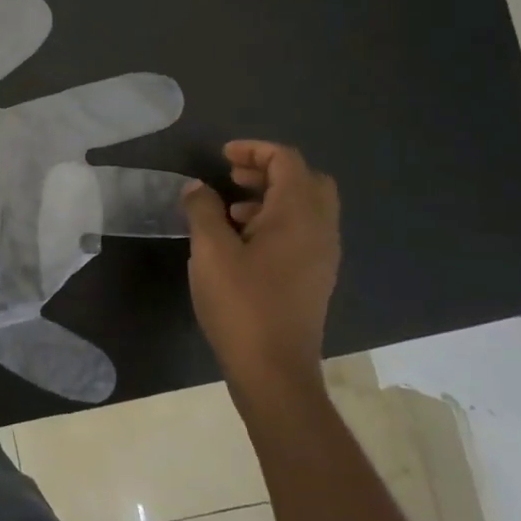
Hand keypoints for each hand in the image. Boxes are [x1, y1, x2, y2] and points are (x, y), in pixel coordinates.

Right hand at [182, 141, 340, 401]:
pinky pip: (303, 232)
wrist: (273, 370)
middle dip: (269, 170)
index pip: (287, 161)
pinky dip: (277, 221)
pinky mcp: (315, 277)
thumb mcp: (210, 251)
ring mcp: (322, 256)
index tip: (222, 157)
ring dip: (272, 196)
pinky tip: (242, 241)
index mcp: (299, 215)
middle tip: (233, 176)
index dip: (254, 149)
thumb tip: (198, 188)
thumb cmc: (241, 304)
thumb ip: (203, 210)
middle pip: (306, 180)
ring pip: (307, 207)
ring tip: (230, 210)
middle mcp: (320, 230)